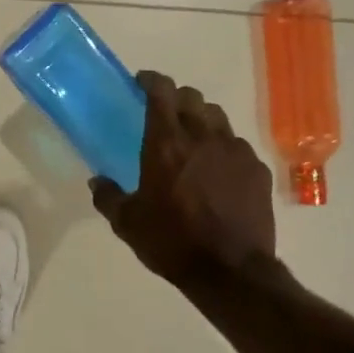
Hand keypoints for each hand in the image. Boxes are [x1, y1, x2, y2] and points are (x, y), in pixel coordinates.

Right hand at [91, 70, 275, 290]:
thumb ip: (109, 197)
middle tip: (165, 115)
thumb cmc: (173, 242)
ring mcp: (234, 150)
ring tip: (193, 140)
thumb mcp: (128, 224)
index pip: (161, 91)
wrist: (231, 272)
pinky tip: (219, 170)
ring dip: (202, 119)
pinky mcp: (256, 169)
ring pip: (217, 117)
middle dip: (176, 99)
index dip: (150, 80)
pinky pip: (237, 145)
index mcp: (166, 142)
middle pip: (191, 97)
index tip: (141, 83)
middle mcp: (202, 136)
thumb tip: (97, 182)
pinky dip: (224, 148)